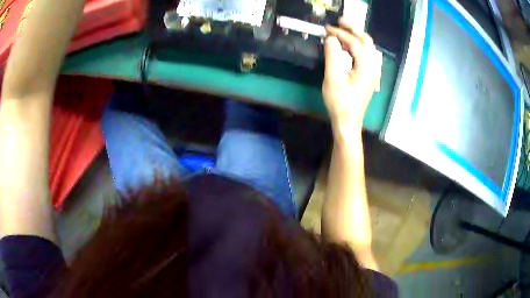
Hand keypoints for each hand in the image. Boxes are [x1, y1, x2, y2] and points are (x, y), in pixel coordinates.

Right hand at [322, 19, 382, 128]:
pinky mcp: (370, 76)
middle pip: (366, 41)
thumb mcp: (333, 77)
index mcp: (366, 66)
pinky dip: (357, 46)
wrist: (348, 121)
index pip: (354, 42)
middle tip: (339, 22)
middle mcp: (373, 66)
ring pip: (368, 47)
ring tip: (342, 31)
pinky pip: (366, 55)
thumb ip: (332, 55)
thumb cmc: (340, 102)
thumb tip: (331, 38)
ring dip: (356, 37)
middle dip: (353, 29)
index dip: (341, 33)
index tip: (327, 29)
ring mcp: (373, 71)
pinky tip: (348, 47)